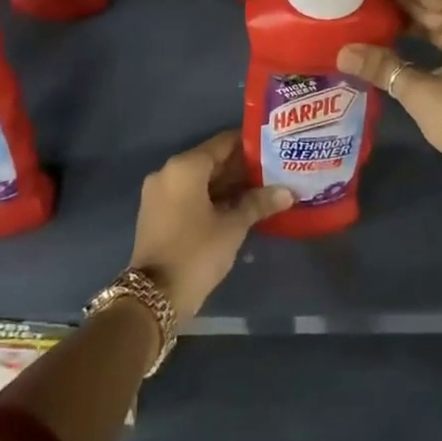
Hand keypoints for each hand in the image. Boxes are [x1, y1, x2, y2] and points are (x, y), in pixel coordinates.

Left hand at [129, 130, 291, 318]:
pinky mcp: (157, 213)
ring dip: (228, 185)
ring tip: (262, 190)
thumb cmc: (196, 252)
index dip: (250, 145)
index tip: (274, 148)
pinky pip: (189, 195)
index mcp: (185, 167)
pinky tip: (238, 207)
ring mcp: (159, 193)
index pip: (223, 143)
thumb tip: (288, 192)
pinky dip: (211, 198)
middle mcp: (168, 172)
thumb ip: (258, 203)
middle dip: (241, 168)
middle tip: (274, 172)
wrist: (153, 297)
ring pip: (200, 180)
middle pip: (211, 161)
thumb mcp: (232, 227)